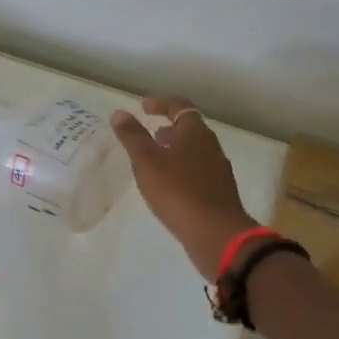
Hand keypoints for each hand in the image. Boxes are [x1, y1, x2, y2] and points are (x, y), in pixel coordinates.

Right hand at [110, 97, 256, 280]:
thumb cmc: (178, 192)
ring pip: (194, 152)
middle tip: (150, 135)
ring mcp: (218, 171)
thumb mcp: (147, 162)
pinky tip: (169, 188)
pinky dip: (182, 170)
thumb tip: (120, 113)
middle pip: (190, 129)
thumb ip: (133, 137)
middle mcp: (211, 147)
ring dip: (175, 151)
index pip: (180, 106)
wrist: (216, 234)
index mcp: (195, 133)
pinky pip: (198, 172)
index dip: (161, 103)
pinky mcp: (218, 193)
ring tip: (155, 162)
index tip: (143, 107)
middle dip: (169, 128)